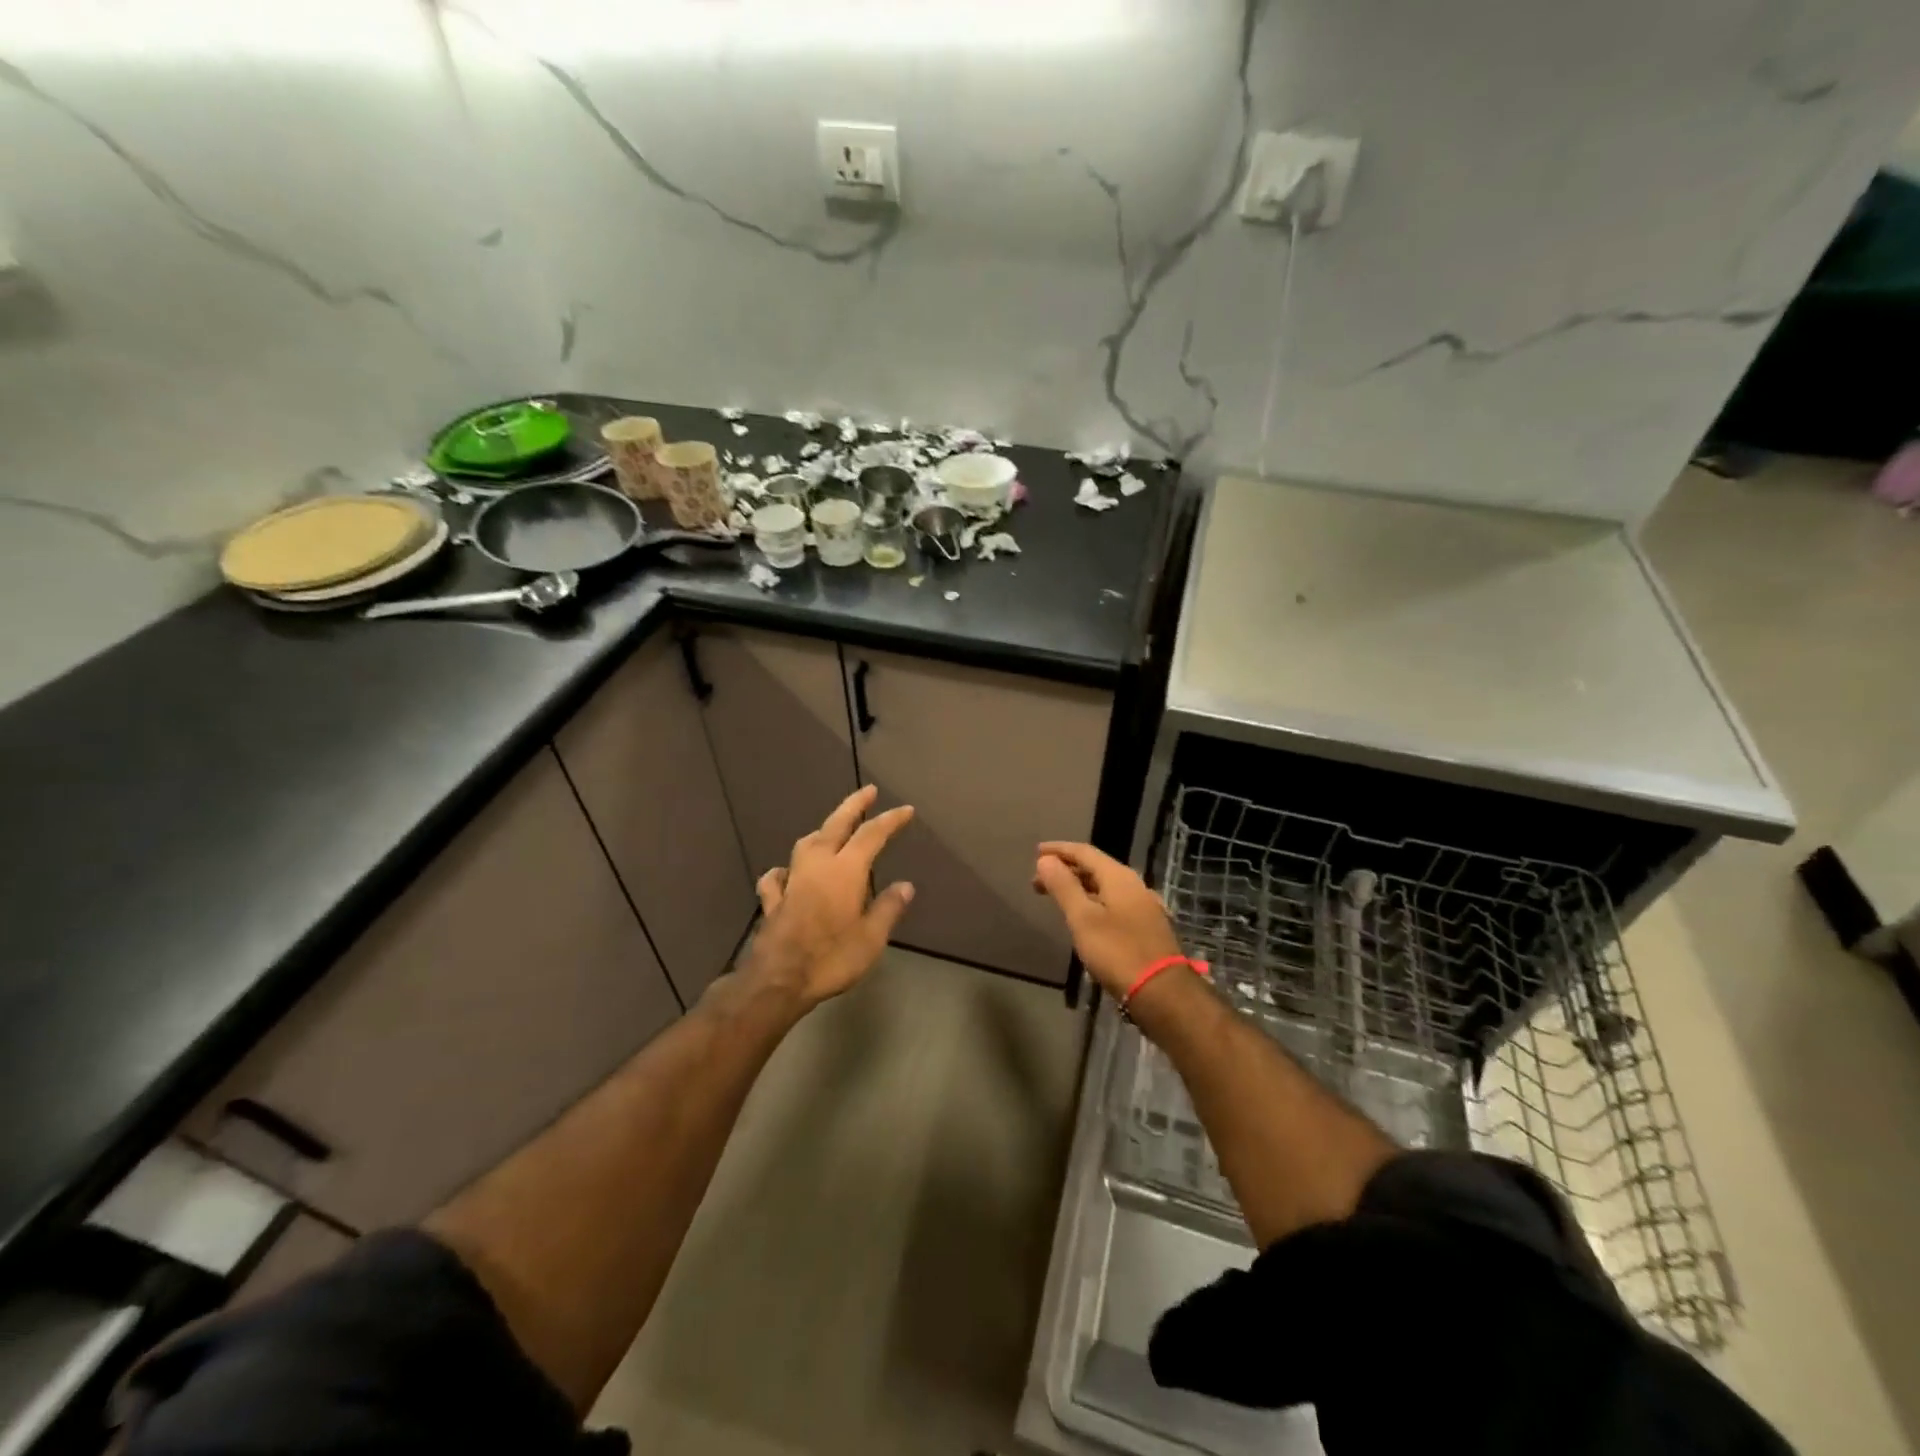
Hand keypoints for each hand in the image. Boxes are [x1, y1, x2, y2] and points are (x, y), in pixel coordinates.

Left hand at [743, 786, 915, 1008]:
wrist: (777, 980)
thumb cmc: (831, 958)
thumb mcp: (871, 938)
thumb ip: (887, 908)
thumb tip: (905, 886)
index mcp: (845, 871)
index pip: (872, 835)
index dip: (890, 820)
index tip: (906, 810)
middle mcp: (817, 866)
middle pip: (835, 825)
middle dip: (854, 806)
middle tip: (868, 791)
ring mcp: (791, 881)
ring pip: (805, 844)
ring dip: (821, 831)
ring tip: (832, 829)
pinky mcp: (773, 901)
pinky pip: (777, 877)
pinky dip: (784, 870)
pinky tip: (786, 873)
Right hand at [1032, 842, 1182, 1000]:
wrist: (1162, 992)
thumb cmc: (1117, 951)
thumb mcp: (1083, 918)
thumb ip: (1064, 886)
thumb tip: (1046, 859)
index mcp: (1119, 877)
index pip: (1084, 852)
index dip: (1059, 850)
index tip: (1036, 852)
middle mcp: (1134, 885)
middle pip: (1095, 868)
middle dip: (1066, 870)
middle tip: (1038, 881)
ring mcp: (1143, 906)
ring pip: (1105, 886)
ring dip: (1079, 886)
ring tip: (1057, 897)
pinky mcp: (1146, 926)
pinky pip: (1113, 902)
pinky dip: (1093, 901)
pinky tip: (1084, 916)